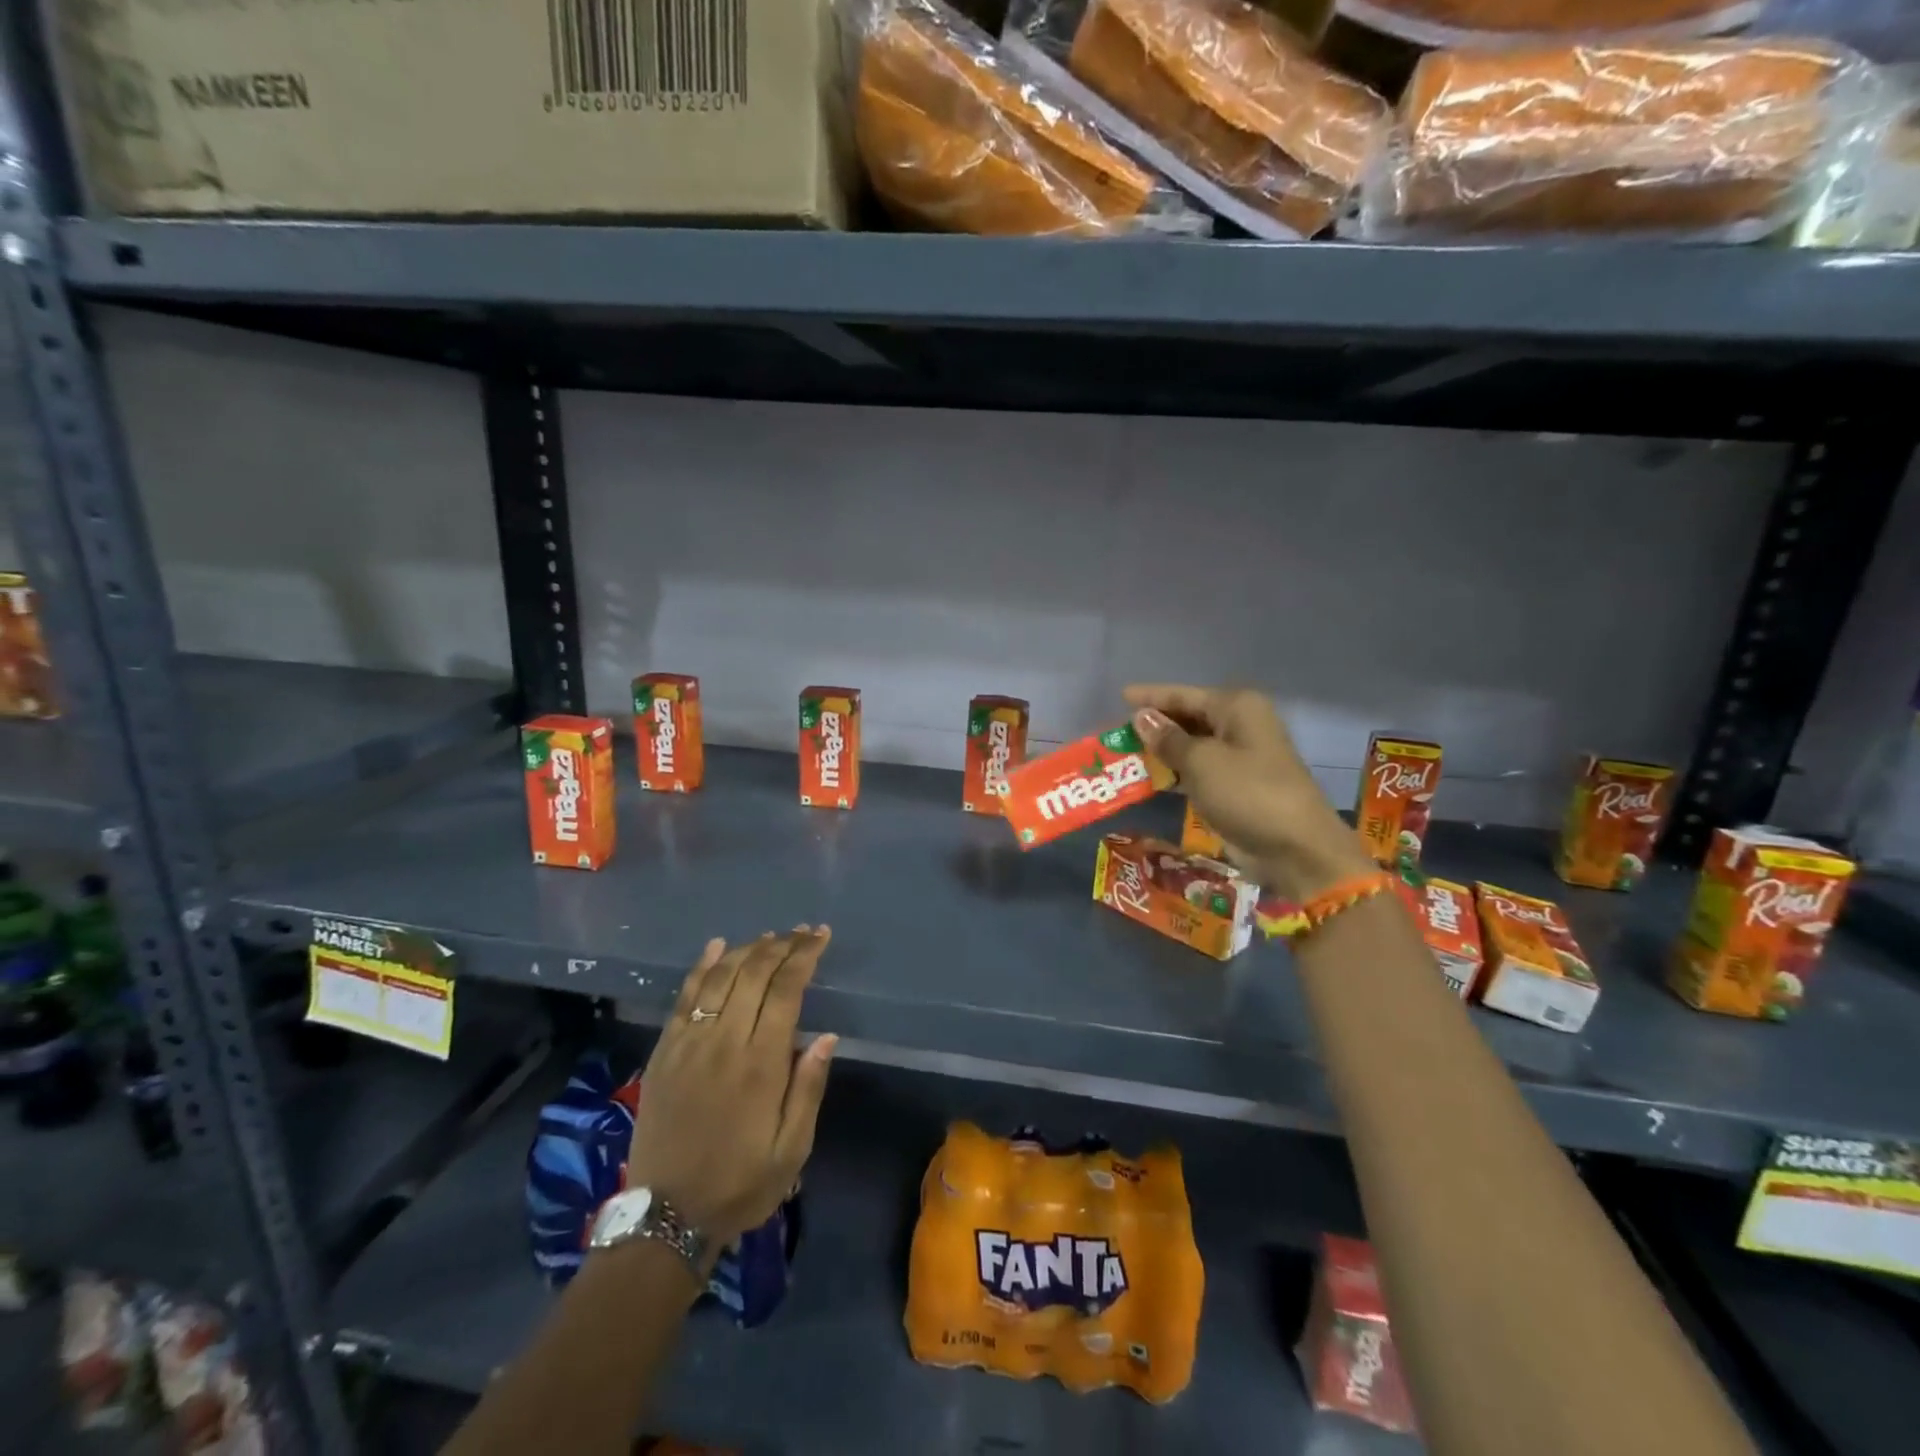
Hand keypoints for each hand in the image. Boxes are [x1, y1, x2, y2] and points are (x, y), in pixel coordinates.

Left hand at [626, 929, 837, 1257]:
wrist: (666, 1217)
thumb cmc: (740, 1183)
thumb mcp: (791, 1149)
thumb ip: (808, 1088)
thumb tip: (827, 1036)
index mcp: (761, 1064)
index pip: (786, 990)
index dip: (804, 956)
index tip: (820, 936)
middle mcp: (724, 1042)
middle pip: (753, 974)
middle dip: (781, 945)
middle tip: (802, 932)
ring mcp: (689, 1043)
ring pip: (719, 977)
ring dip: (747, 950)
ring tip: (770, 936)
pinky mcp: (664, 1051)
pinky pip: (684, 997)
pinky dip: (702, 966)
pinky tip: (717, 946)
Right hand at [1123, 684, 1373, 901]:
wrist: (1296, 849)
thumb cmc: (1247, 793)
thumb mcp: (1201, 762)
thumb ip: (1168, 739)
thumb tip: (1141, 717)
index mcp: (1237, 708)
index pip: (1184, 695)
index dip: (1151, 696)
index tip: (1120, 696)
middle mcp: (1240, 725)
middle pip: (1189, 717)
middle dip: (1155, 724)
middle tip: (1117, 731)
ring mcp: (1240, 757)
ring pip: (1192, 745)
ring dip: (1162, 750)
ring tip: (1125, 753)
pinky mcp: (1235, 786)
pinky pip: (1197, 770)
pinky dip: (1175, 772)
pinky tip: (1149, 777)